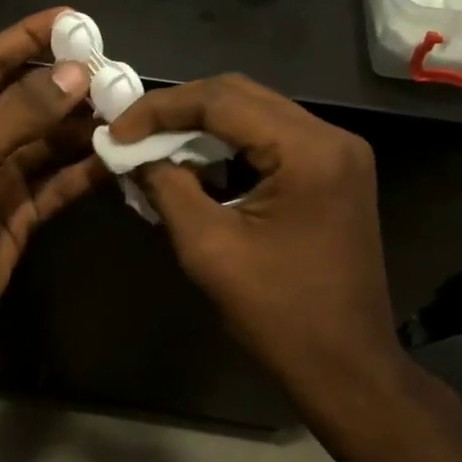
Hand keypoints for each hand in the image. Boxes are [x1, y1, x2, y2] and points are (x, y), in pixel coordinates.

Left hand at [0, 8, 102, 348]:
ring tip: (130, 110)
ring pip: (52, 139)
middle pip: (30, 98)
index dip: (31, 37)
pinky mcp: (24, 208)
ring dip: (86, 126)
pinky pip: (62, 178)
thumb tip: (77, 73)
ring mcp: (2, 174)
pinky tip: (121, 156)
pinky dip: (88, 168)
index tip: (76, 19)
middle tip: (118, 72)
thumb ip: (22, 112)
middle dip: (70, 85)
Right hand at [107, 73, 421, 414]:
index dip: (160, 109)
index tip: (116, 132)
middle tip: (131, 134)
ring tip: (154, 148)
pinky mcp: (333, 174)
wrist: (345, 366)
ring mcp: (338, 154)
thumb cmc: (277, 313)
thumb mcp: (208, 248)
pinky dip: (228, 148)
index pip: (221, 100)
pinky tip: (196, 168)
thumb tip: (131, 154)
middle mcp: (331, 137)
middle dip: (178, 111)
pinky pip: (271, 141)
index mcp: (308, 150)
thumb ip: (166, 187)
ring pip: (255, 114)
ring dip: (202, 128)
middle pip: (240, 95)